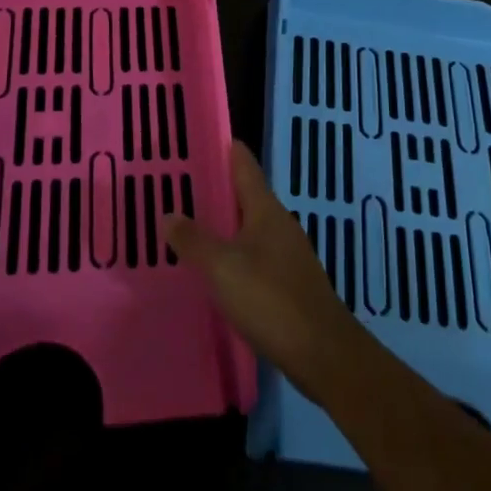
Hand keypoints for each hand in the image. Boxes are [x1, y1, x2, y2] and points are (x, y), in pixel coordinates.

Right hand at [166, 142, 364, 402]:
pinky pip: (255, 255)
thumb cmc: (271, 299)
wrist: (323, 353)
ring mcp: (288, 254)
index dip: (225, 149)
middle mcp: (279, 224)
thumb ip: (193, 240)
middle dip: (218, 188)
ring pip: (250, 227)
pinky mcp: (289, 283)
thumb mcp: (222, 268)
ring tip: (192, 224)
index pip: (244, 165)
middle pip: (246, 195)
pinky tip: (216, 268)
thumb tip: (168, 212)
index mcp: (265, 210)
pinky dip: (234, 252)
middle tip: (182, 184)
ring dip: (224, 223)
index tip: (202, 137)